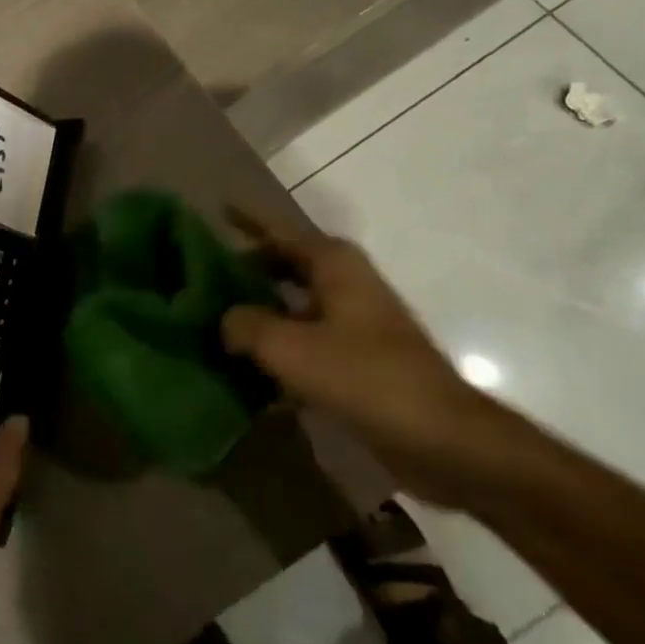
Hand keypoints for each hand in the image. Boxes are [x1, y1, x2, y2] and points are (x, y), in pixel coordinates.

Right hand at [221, 207, 494, 507]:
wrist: (441, 438)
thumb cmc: (364, 376)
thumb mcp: (290, 348)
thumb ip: (246, 326)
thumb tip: (225, 320)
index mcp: (333, 264)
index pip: (278, 230)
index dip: (248, 218)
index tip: (218, 206)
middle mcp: (344, 283)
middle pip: (285, 264)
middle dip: (247, 267)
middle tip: (203, 273)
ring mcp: (354, 321)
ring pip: (293, 304)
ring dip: (260, 310)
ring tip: (216, 318)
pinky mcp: (358, 359)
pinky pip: (306, 339)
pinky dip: (279, 345)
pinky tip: (247, 367)